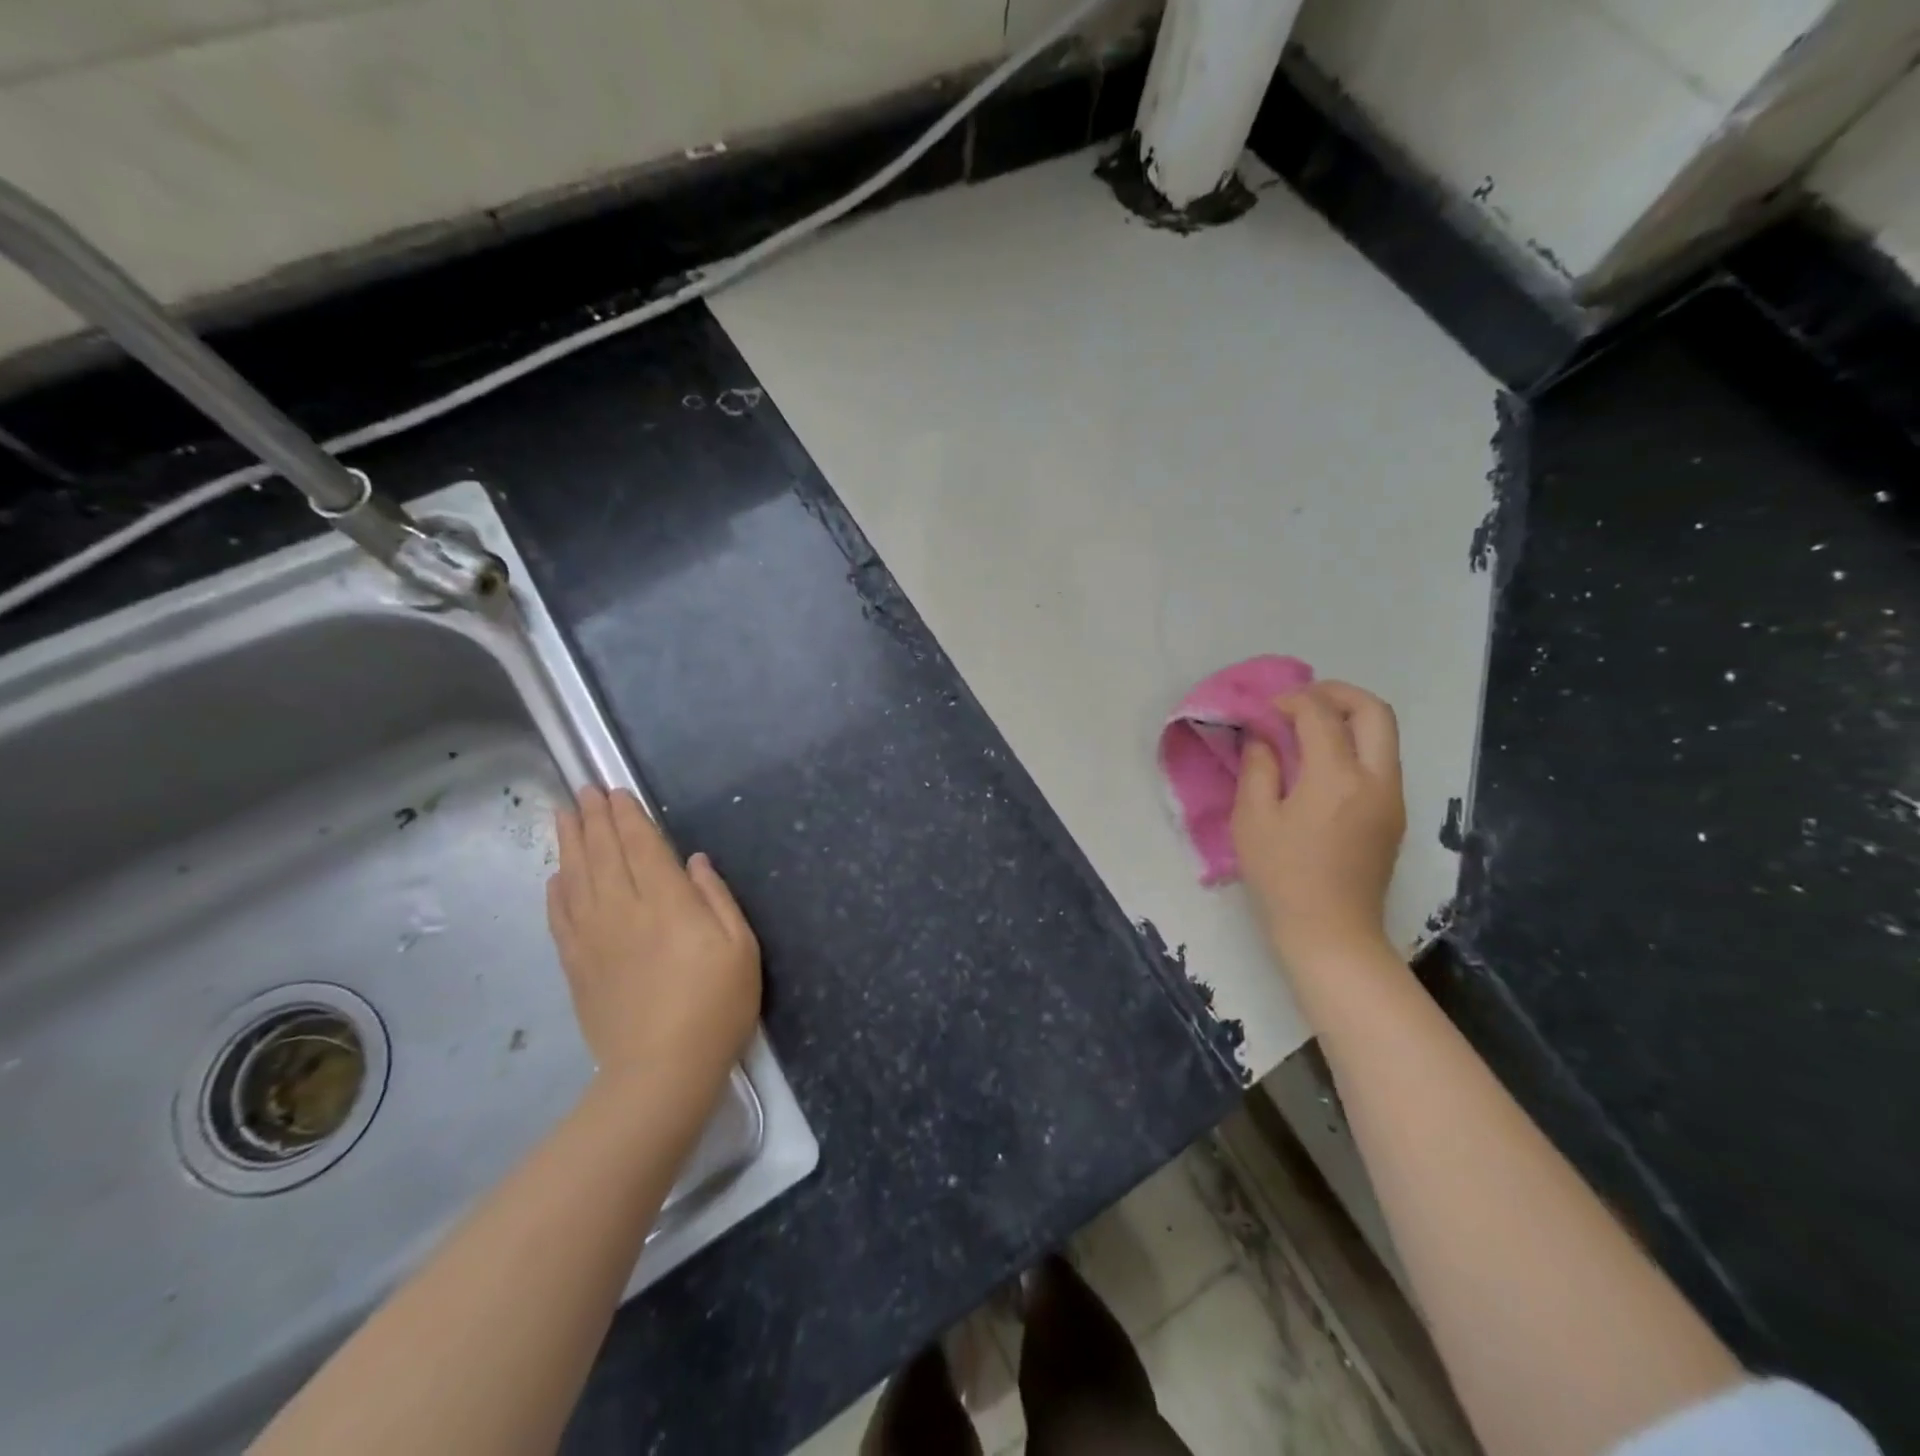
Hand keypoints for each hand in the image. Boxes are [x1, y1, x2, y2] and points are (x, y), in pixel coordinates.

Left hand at [547, 788, 760, 1090]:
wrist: (661, 1070)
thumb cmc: (716, 1005)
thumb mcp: (741, 946)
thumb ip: (716, 897)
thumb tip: (693, 861)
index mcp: (667, 902)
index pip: (641, 846)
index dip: (627, 816)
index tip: (614, 791)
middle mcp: (624, 910)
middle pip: (603, 854)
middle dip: (594, 818)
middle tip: (584, 790)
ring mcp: (594, 938)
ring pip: (576, 878)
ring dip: (569, 843)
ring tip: (563, 816)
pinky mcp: (578, 966)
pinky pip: (560, 919)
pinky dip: (556, 892)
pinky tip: (555, 876)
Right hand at [1231, 681, 1406, 969]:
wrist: (1330, 933)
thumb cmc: (1282, 877)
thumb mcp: (1253, 820)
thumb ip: (1258, 768)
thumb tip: (1262, 737)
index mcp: (1337, 777)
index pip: (1320, 714)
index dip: (1290, 701)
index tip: (1264, 711)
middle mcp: (1376, 779)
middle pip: (1374, 711)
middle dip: (1337, 693)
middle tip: (1301, 700)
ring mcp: (1393, 798)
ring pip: (1384, 735)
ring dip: (1349, 718)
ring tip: (1308, 728)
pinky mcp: (1394, 816)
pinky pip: (1381, 761)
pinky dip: (1355, 745)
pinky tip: (1321, 763)